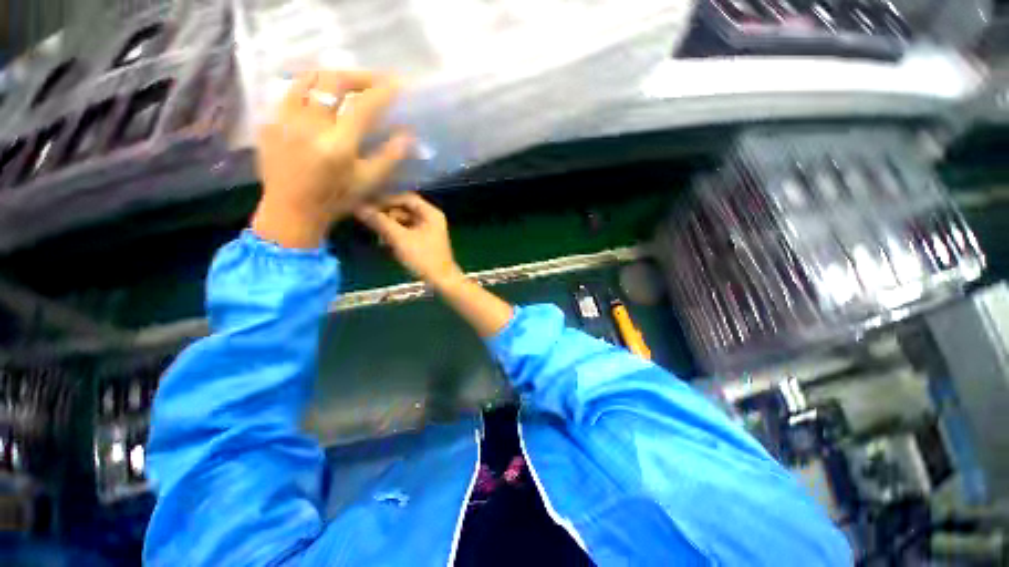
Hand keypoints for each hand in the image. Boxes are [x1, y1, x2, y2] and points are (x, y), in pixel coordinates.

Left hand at [251, 70, 412, 248]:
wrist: (290, 210)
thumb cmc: (335, 200)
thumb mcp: (368, 183)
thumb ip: (389, 157)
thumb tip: (407, 135)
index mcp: (338, 145)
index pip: (363, 106)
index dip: (383, 92)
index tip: (396, 85)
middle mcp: (310, 125)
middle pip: (333, 81)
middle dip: (358, 75)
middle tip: (373, 80)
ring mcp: (285, 120)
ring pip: (307, 79)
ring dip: (331, 76)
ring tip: (347, 83)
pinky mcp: (271, 121)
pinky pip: (290, 92)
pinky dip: (309, 87)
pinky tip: (320, 97)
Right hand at [355, 193, 463, 286]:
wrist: (441, 281)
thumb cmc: (423, 258)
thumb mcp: (400, 239)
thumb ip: (380, 222)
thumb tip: (359, 208)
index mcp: (430, 213)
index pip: (405, 198)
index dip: (386, 200)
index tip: (368, 206)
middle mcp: (430, 218)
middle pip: (404, 209)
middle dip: (386, 215)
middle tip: (369, 221)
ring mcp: (428, 230)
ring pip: (403, 222)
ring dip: (389, 227)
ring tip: (377, 235)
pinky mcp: (424, 242)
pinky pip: (406, 232)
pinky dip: (395, 236)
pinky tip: (384, 243)